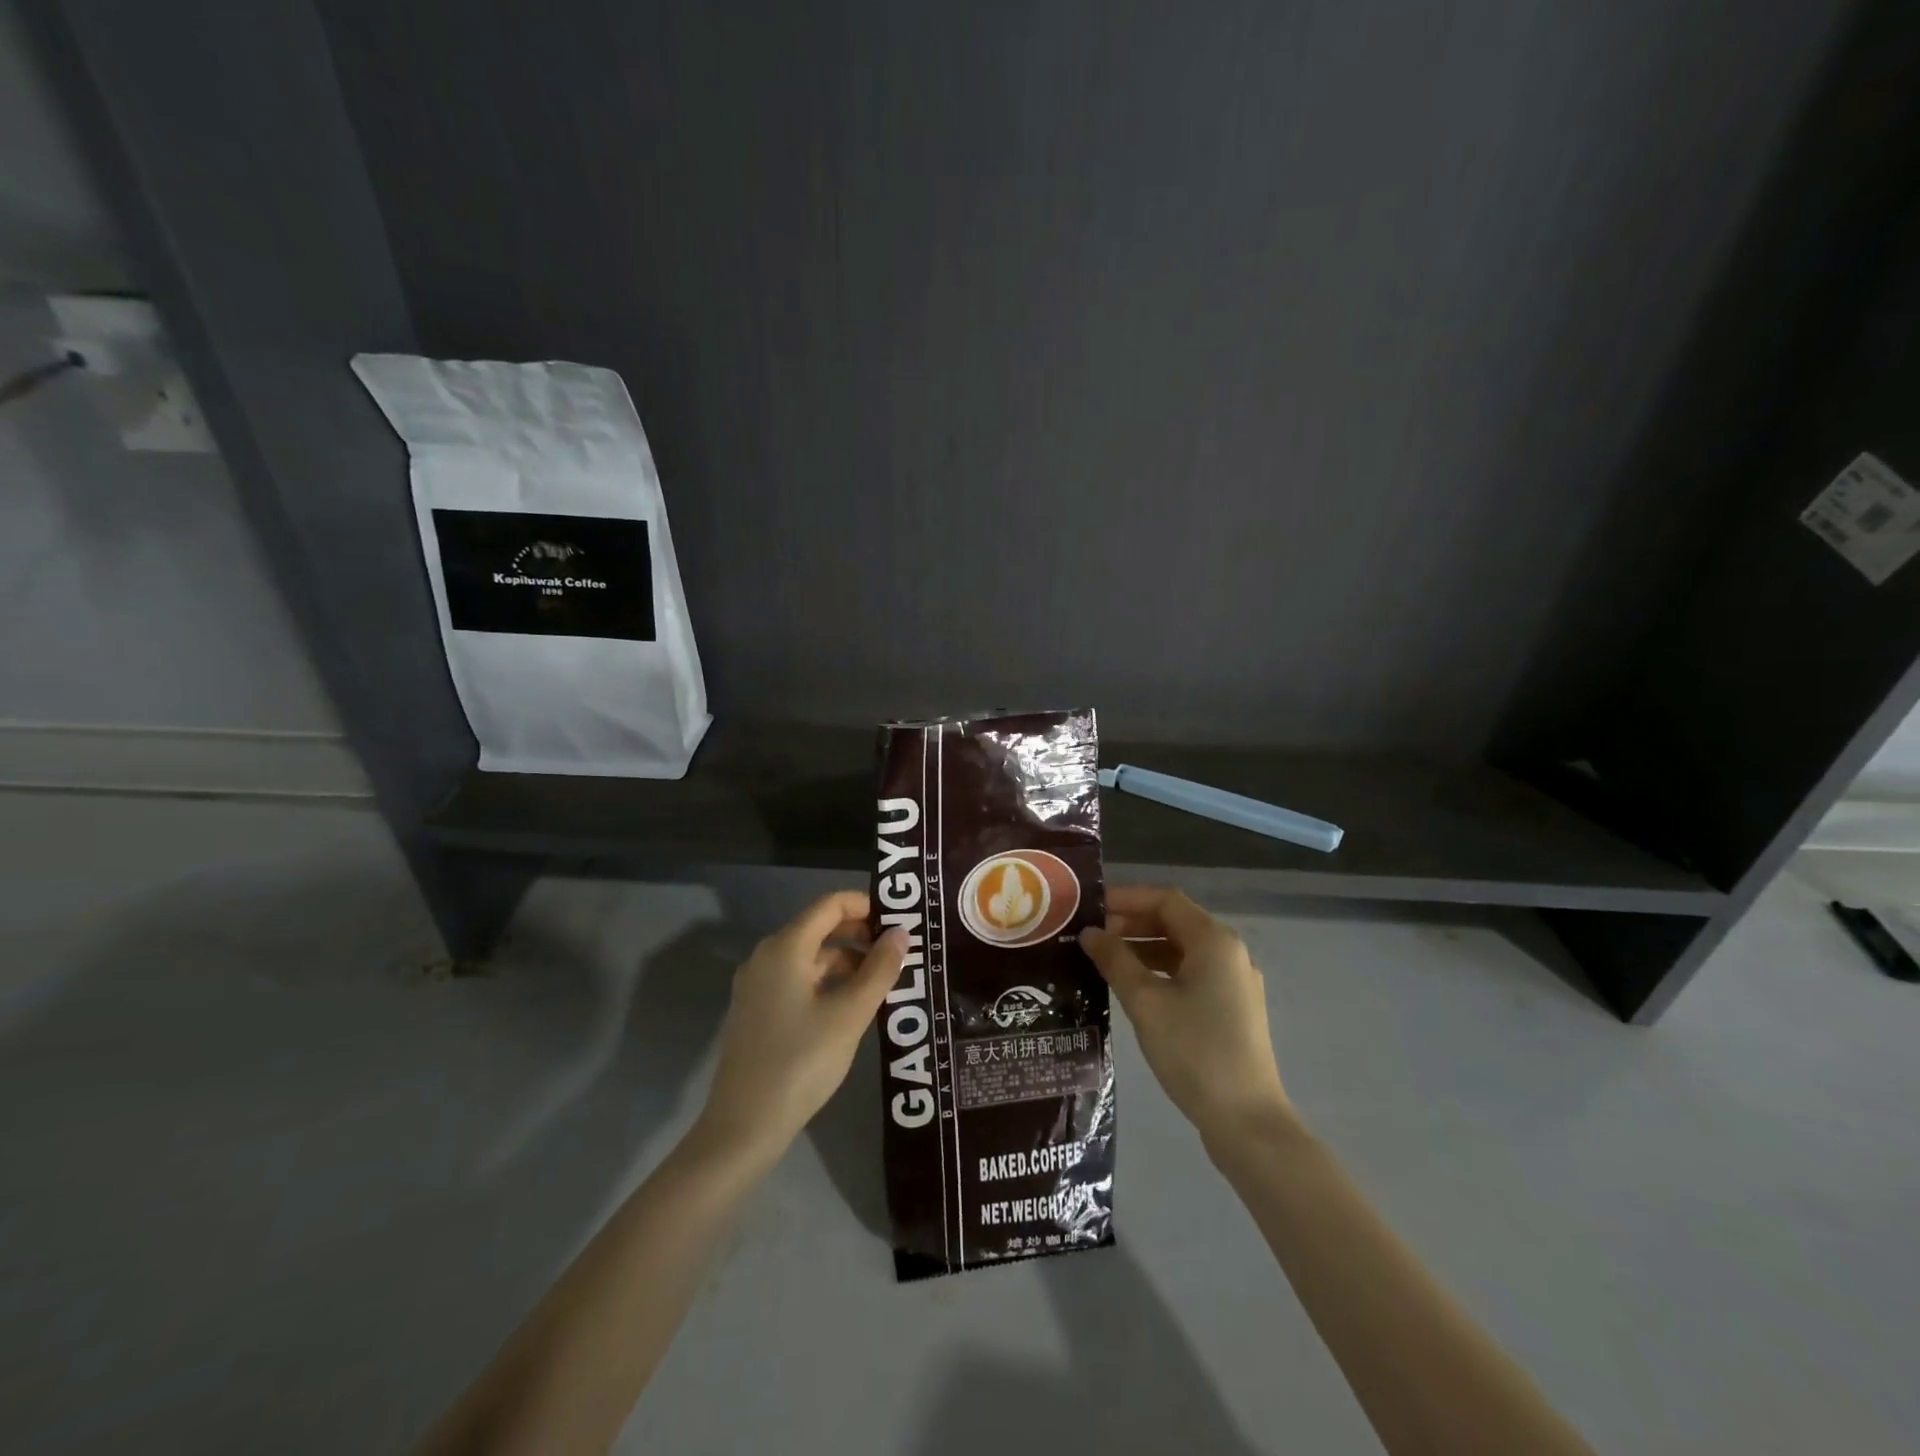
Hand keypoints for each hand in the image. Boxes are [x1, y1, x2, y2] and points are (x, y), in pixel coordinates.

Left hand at [696, 890, 906, 1166]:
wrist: (743, 1126)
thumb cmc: (801, 1062)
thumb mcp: (850, 1015)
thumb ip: (879, 970)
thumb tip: (901, 934)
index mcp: (785, 947)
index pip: (830, 904)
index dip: (866, 905)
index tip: (900, 921)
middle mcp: (767, 956)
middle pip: (820, 928)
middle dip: (861, 934)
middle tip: (899, 952)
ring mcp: (758, 985)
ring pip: (811, 957)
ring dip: (848, 961)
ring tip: (884, 982)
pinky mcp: (757, 1010)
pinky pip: (799, 980)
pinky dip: (828, 982)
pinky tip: (852, 1006)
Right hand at [1080, 887, 1291, 1147]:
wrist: (1247, 1121)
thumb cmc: (1194, 1051)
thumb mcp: (1145, 1002)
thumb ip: (1115, 960)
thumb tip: (1090, 933)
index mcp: (1214, 941)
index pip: (1165, 899)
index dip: (1126, 898)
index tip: (1090, 908)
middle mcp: (1229, 952)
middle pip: (1175, 921)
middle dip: (1132, 923)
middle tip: (1092, 935)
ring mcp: (1234, 982)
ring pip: (1182, 949)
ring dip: (1144, 947)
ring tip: (1105, 960)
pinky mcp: (1232, 1008)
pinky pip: (1191, 973)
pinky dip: (1161, 970)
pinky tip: (1133, 987)